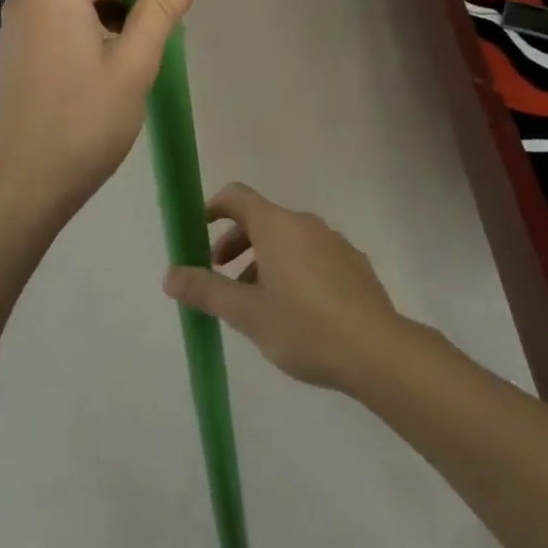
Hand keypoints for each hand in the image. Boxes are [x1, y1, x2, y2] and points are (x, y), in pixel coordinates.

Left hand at [0, 0, 209, 222]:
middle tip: (167, 13)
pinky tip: (117, 62)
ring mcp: (23, 23)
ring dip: (114, 3)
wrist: (14, 190)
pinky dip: (93, 23)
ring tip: (147, 45)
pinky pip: (62, 16)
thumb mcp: (134, 65)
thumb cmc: (80, 124)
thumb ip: (163, 9)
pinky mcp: (21, 49)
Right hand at [162, 183, 403, 391]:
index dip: (212, 208)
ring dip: (264, 260)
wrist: (377, 351)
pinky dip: (294, 270)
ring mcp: (334, 241)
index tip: (196, 232)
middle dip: (235, 243)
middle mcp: (305, 223)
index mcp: (276, 225)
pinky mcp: (354, 264)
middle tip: (220, 277)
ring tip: (256, 303)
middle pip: (261, 219)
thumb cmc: (304, 327)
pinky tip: (296, 312)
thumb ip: (205, 291)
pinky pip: (313, 255)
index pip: (236, 196)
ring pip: (288, 240)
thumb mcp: (246, 314)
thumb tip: (169, 275)